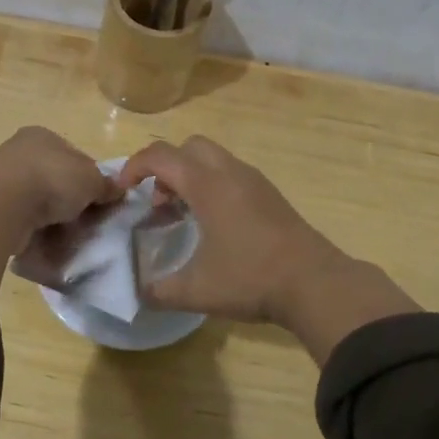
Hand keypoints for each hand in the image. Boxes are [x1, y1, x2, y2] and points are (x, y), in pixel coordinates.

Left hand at [0, 126, 117, 233]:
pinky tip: (44, 238)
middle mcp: (19, 150)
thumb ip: (105, 185)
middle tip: (83, 220)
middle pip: (55, 177)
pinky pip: (21, 216)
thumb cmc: (53, 179)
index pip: (74, 156)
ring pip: (37, 198)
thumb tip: (117, 189)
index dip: (90, 178)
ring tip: (65, 234)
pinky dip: (33, 227)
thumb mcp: (92, 180)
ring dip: (50, 215)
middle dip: (69, 199)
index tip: (98, 200)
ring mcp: (2, 176)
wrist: (6, 205)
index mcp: (42, 135)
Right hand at [117, 137, 418, 363]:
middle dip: (165, 167)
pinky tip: (214, 225)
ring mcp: (254, 181)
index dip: (133, 167)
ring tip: (183, 216)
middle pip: (188, 146)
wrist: (315, 283)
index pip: (159, 155)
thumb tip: (136, 291)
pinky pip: (231, 173)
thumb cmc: (250, 279)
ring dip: (190, 177)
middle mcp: (230, 172)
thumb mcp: (195, 291)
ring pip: (212, 158)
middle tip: (158, 203)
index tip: (123, 192)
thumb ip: (158, 290)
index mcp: (207, 184)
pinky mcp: (270, 194)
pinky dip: (212, 185)